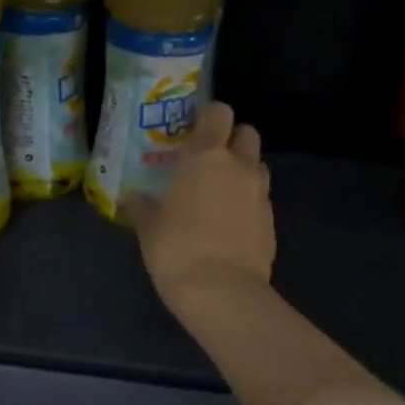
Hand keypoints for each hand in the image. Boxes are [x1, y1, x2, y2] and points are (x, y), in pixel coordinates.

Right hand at [129, 102, 274, 315]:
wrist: (221, 292)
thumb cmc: (176, 248)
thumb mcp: (148, 227)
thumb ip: (142, 206)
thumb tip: (133, 199)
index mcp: (207, 157)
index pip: (218, 113)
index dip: (208, 117)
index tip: (193, 130)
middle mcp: (240, 167)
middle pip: (247, 133)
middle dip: (232, 140)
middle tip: (209, 160)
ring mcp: (261, 195)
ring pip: (258, 166)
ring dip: (243, 171)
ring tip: (219, 193)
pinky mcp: (272, 223)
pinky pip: (260, 200)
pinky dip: (248, 204)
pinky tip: (229, 225)